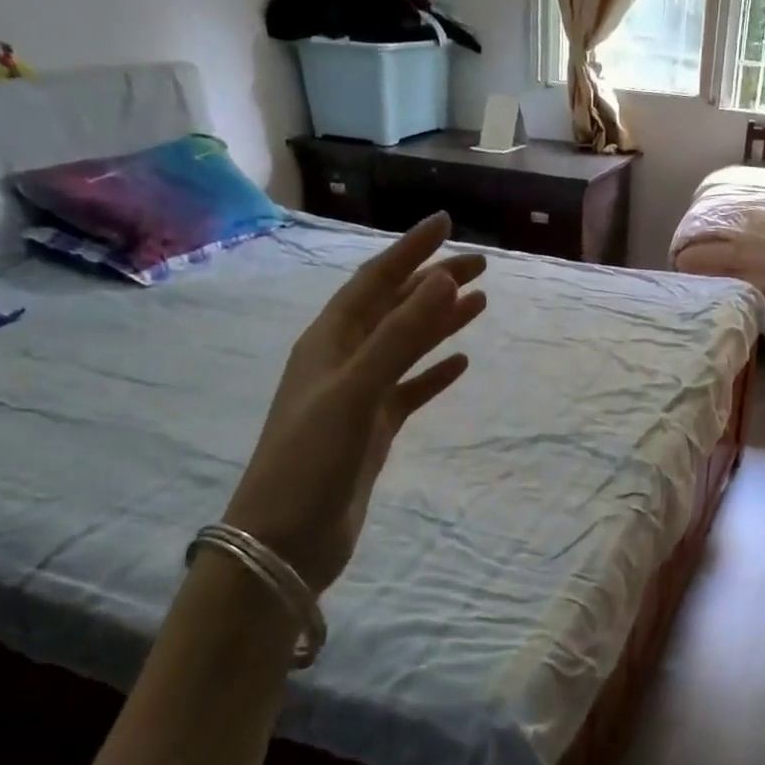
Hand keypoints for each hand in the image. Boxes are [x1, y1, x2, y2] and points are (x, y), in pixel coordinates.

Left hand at [221, 213, 486, 595]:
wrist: (284, 540)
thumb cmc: (311, 458)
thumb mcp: (355, 390)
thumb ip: (399, 336)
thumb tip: (441, 280)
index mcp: (329, 340)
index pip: (375, 280)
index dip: (410, 251)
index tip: (446, 225)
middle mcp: (343, 359)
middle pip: (395, 307)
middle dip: (434, 282)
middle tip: (480, 264)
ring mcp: (358, 395)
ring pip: (406, 345)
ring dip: (439, 322)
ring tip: (479, 304)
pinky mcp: (372, 429)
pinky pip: (410, 389)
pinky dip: (434, 373)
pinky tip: (460, 364)